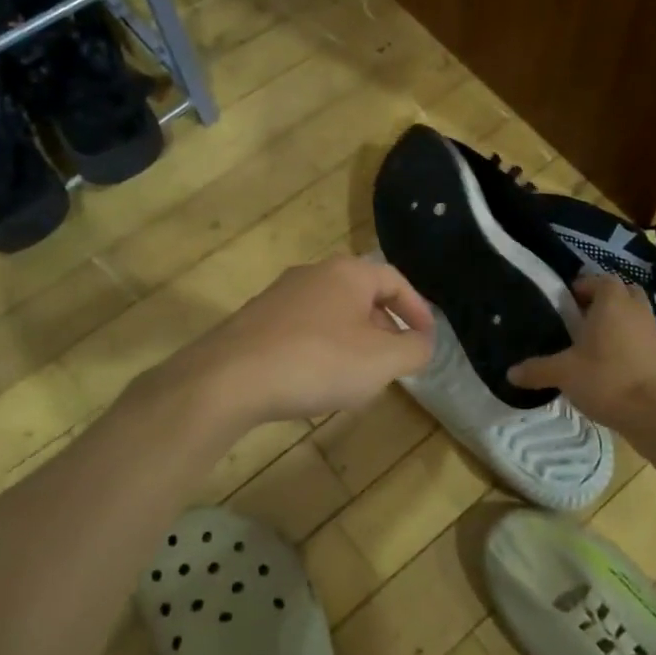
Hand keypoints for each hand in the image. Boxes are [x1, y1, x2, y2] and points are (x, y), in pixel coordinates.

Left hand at [170, 255, 435, 425]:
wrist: (229, 378)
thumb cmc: (317, 362)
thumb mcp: (381, 361)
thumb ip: (414, 349)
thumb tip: (423, 343)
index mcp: (348, 272)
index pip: (395, 281)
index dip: (417, 310)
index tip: (427, 340)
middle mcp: (314, 273)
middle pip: (363, 296)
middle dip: (384, 329)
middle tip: (393, 363)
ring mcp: (280, 295)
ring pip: (332, 314)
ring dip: (353, 342)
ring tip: (357, 378)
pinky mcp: (256, 321)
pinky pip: (303, 330)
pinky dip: (321, 350)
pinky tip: (315, 382)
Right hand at [508, 274, 655, 428]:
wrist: (653, 413)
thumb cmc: (605, 380)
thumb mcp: (563, 374)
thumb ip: (537, 369)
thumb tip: (510, 373)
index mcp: (612, 303)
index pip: (601, 279)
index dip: (584, 286)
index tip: (568, 301)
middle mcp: (636, 310)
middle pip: (623, 292)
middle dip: (605, 300)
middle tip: (583, 317)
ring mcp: (654, 331)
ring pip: (636, 314)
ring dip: (619, 320)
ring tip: (596, 342)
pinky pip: (643, 337)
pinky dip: (630, 341)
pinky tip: (613, 363)